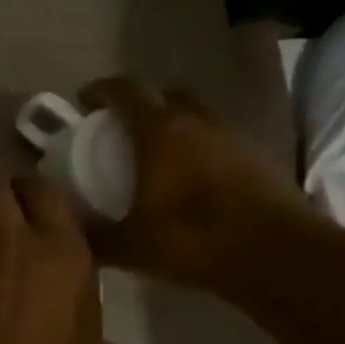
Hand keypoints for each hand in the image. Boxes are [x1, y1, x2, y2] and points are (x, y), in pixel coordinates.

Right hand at [79, 77, 321, 295]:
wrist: (278, 253)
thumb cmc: (193, 240)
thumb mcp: (130, 246)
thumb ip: (93, 237)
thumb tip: (67, 233)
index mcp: (160, 133)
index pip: (126, 91)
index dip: (101, 90)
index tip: (84, 99)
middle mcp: (197, 123)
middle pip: (165, 95)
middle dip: (139, 104)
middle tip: (120, 127)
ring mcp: (233, 137)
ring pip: (196, 115)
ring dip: (173, 124)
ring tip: (156, 153)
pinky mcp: (259, 157)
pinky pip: (219, 139)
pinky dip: (200, 147)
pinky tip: (192, 177)